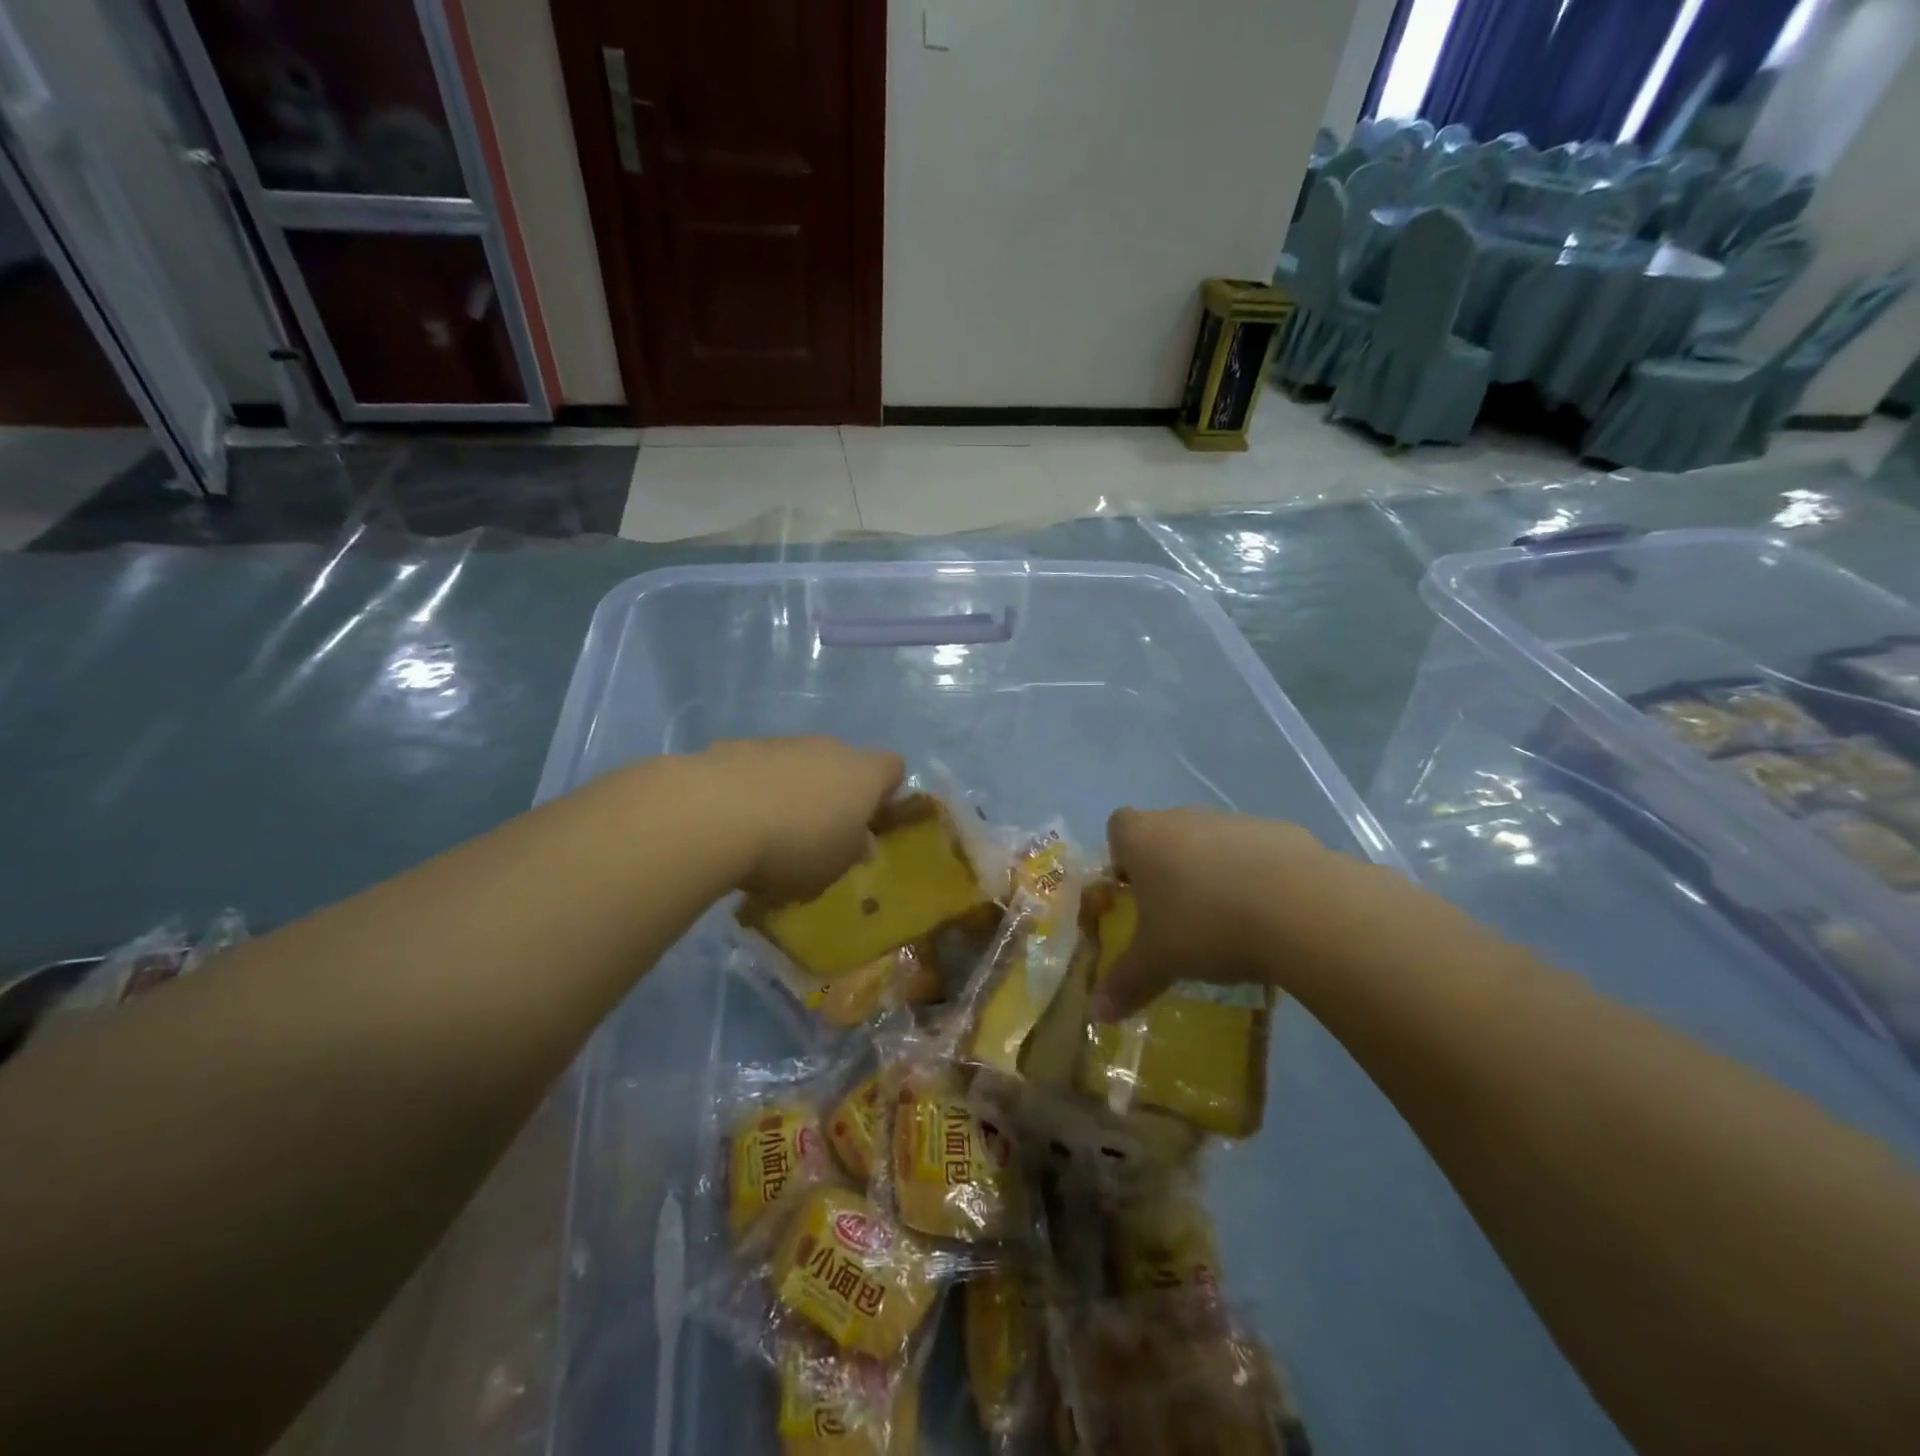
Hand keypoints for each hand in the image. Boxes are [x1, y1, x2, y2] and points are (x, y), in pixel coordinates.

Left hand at [699, 738, 904, 902]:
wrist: (713, 815)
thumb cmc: (793, 847)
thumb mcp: (834, 866)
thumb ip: (852, 850)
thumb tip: (862, 841)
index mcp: (862, 775)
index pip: (893, 767)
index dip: (886, 791)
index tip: (870, 820)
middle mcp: (828, 748)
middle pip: (842, 763)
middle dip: (834, 792)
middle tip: (818, 832)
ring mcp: (781, 743)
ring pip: (798, 763)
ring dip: (792, 788)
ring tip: (768, 830)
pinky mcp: (737, 746)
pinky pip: (758, 767)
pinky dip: (754, 787)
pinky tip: (734, 820)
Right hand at [1089, 806, 1335, 1021]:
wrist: (1302, 908)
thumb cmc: (1206, 925)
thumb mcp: (1159, 962)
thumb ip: (1126, 982)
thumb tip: (1098, 1013)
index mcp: (1145, 836)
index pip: (1118, 828)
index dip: (1122, 859)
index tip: (1134, 896)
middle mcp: (1185, 817)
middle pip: (1166, 835)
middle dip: (1169, 871)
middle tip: (1178, 918)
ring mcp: (1236, 820)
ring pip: (1213, 843)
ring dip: (1214, 873)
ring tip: (1229, 923)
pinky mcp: (1283, 832)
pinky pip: (1258, 854)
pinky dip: (1258, 877)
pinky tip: (1272, 916)